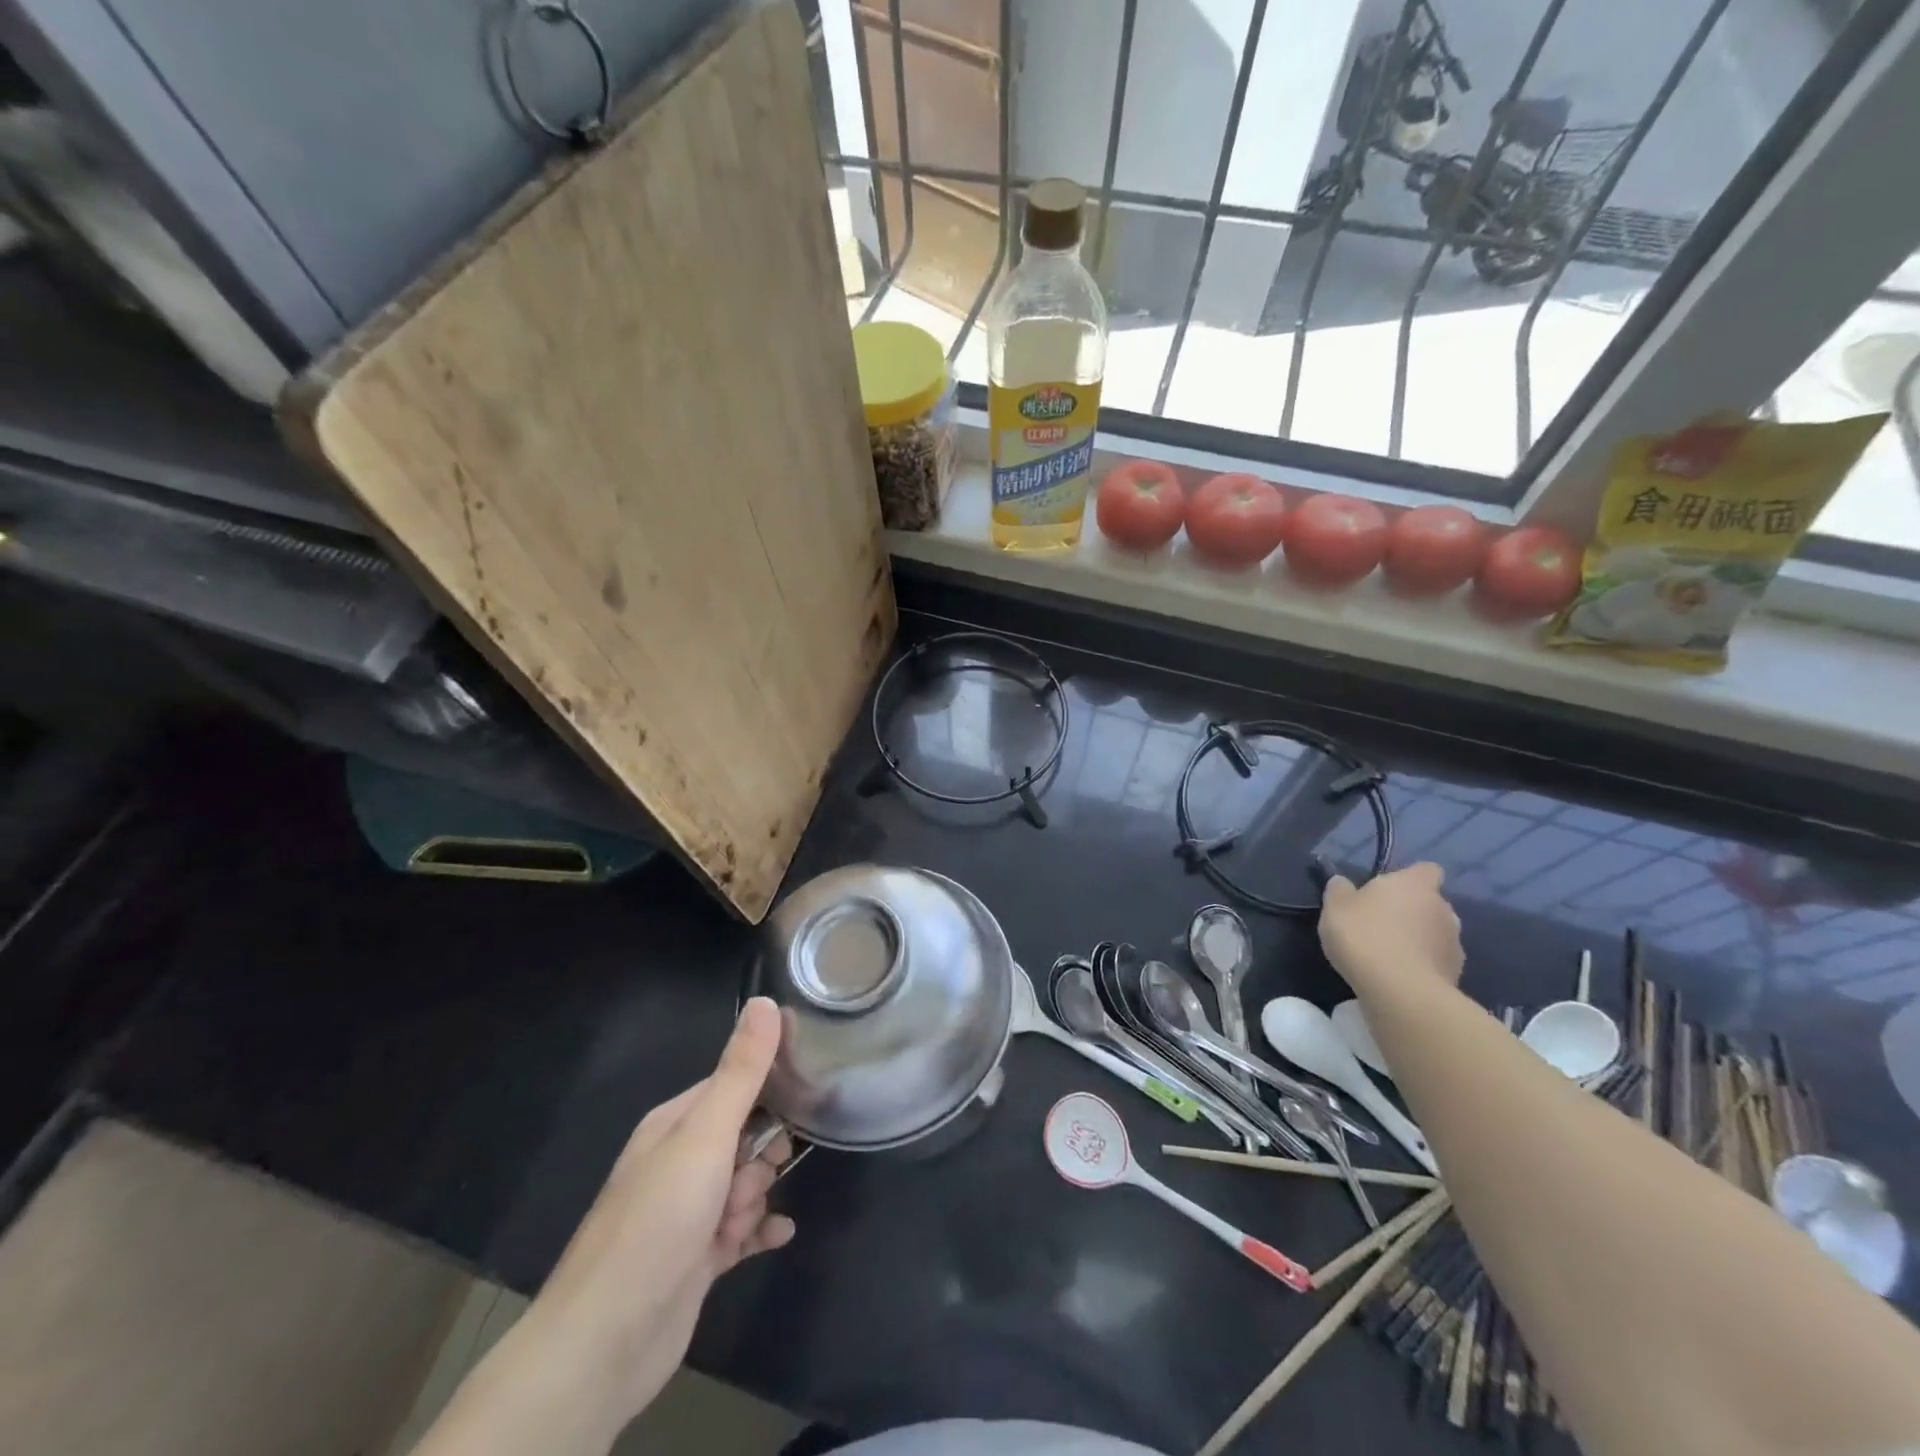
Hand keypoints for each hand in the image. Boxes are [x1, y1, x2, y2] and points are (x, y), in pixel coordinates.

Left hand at [495, 998, 795, 1444]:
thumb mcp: (705, 1135)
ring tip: (741, 1224)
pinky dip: (759, 1231)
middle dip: (761, 1157)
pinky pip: (741, 1232)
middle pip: (744, 1137)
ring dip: (754, 1200)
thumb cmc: (658, 1222)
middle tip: (749, 1182)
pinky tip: (777, 1236)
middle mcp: (678, 1162)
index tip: (799, 1103)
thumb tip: (766, 1000)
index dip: (766, 1094)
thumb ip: (741, 1070)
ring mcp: (686, 1213)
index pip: (732, 1086)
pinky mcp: (695, 1258)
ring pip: (744, 1185)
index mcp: (674, 1124)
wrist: (605, 1343)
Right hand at [1319, 862, 1463, 992]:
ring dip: (1418, 939)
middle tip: (1381, 924)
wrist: (1401, 992)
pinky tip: (1399, 976)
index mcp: (1415, 884)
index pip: (1426, 870)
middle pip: (1430, 903)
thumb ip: (1339, 890)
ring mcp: (1454, 943)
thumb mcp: (1335, 907)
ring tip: (1389, 954)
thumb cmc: (1365, 936)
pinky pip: (1436, 961)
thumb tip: (1342, 882)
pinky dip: (1422, 964)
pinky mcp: (1456, 974)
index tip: (1388, 891)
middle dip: (1411, 911)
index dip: (1410, 878)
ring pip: (1435, 933)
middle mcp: (1443, 908)